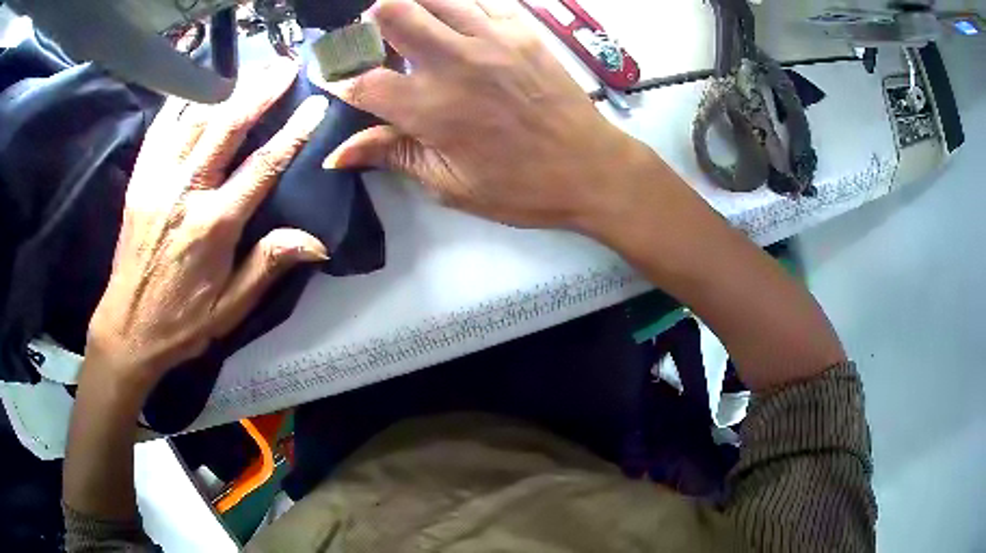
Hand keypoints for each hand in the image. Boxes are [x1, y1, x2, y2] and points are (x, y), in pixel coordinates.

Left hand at [86, 60, 328, 391]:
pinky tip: (198, 85)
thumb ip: (268, 266)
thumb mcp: (230, 308)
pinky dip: (180, 102)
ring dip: (226, 89)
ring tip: (250, 69)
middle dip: (260, 91)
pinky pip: (160, 128)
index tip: (316, 106)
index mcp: (213, 226)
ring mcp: (156, 181)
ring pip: (194, 119)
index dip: (293, 133)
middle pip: (226, 127)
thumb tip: (317, 241)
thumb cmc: (181, 322)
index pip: (262, 166)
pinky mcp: (138, 180)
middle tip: (285, 66)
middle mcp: (184, 193)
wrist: (128, 329)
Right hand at [319, 0, 656, 230]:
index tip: (336, 79)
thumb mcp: (448, 183)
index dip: (339, 78)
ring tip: (411, 26)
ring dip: (411, 6)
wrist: (590, 167)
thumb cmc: (519, 186)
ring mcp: (491, 38)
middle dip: (371, 23)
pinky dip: (456, 6)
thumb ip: (391, 155)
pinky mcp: (522, 30)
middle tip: (375, 40)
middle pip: (392, 12)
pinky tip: (454, 22)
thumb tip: (336, 155)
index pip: (362, 80)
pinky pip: (479, 0)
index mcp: (428, 108)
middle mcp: (453, 61)